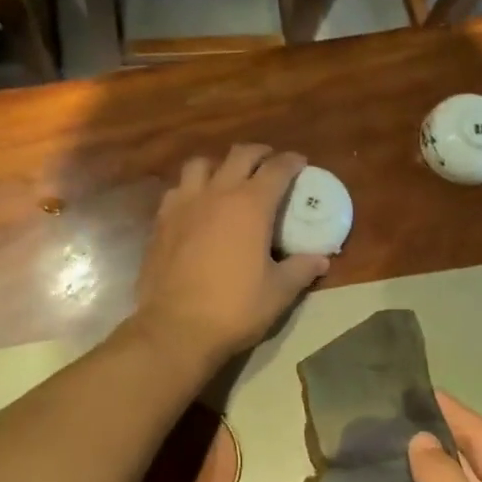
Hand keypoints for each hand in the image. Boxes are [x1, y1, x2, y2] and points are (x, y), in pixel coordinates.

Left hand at [134, 144, 329, 361]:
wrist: (175, 328)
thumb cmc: (234, 309)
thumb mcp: (278, 293)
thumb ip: (301, 270)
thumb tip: (321, 260)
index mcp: (251, 205)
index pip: (277, 169)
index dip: (291, 162)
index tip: (300, 163)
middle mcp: (216, 194)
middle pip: (239, 155)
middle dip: (258, 154)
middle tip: (269, 163)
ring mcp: (183, 205)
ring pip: (200, 165)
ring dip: (218, 165)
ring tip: (227, 179)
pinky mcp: (160, 222)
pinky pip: (177, 190)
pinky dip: (191, 189)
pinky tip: (196, 207)